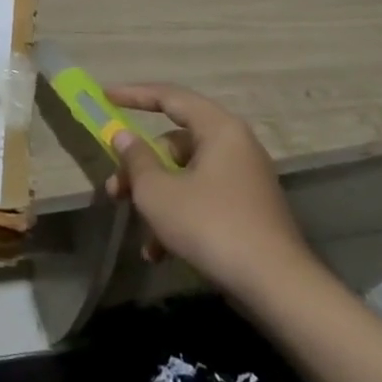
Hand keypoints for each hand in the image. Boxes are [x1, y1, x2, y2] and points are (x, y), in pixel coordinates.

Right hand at [103, 82, 321, 304]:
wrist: (277, 287)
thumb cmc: (210, 225)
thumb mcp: (158, 191)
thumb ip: (136, 158)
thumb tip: (123, 136)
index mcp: (218, 129)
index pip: (169, 97)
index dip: (133, 94)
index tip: (104, 97)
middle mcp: (235, 146)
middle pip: (174, 143)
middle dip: (140, 167)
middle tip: (114, 188)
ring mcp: (244, 180)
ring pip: (186, 175)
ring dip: (156, 198)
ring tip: (137, 230)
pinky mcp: (247, 210)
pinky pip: (203, 199)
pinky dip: (179, 217)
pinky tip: (159, 252)